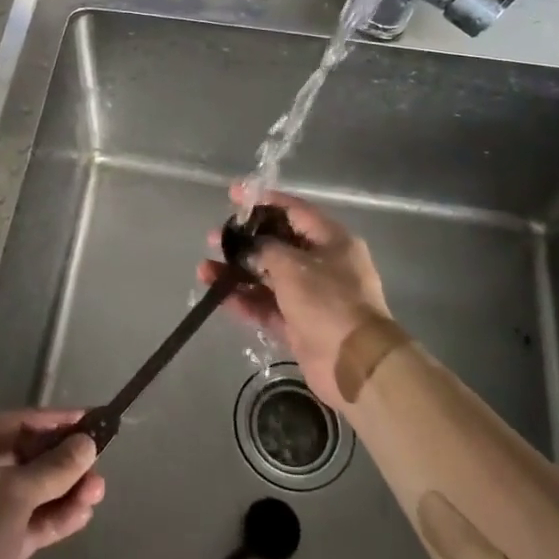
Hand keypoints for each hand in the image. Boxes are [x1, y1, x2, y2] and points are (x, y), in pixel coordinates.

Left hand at [0, 408, 104, 558]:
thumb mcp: (14, 492)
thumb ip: (55, 467)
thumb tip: (87, 444)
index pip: (16, 424)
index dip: (53, 420)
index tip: (88, 420)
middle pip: (26, 458)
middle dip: (63, 461)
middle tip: (97, 462)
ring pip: (32, 493)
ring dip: (65, 490)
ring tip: (98, 491)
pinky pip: (31, 523)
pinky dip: (56, 518)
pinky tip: (84, 514)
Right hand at [200, 182, 392, 410]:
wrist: (354, 363)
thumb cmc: (328, 301)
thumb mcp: (292, 265)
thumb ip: (264, 249)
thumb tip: (246, 246)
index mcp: (331, 240)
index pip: (294, 210)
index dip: (262, 201)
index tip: (233, 195)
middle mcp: (323, 264)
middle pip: (277, 244)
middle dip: (244, 241)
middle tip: (213, 238)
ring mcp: (311, 297)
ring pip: (268, 277)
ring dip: (237, 273)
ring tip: (204, 270)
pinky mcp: (300, 325)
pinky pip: (267, 307)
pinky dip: (245, 301)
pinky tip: (219, 296)